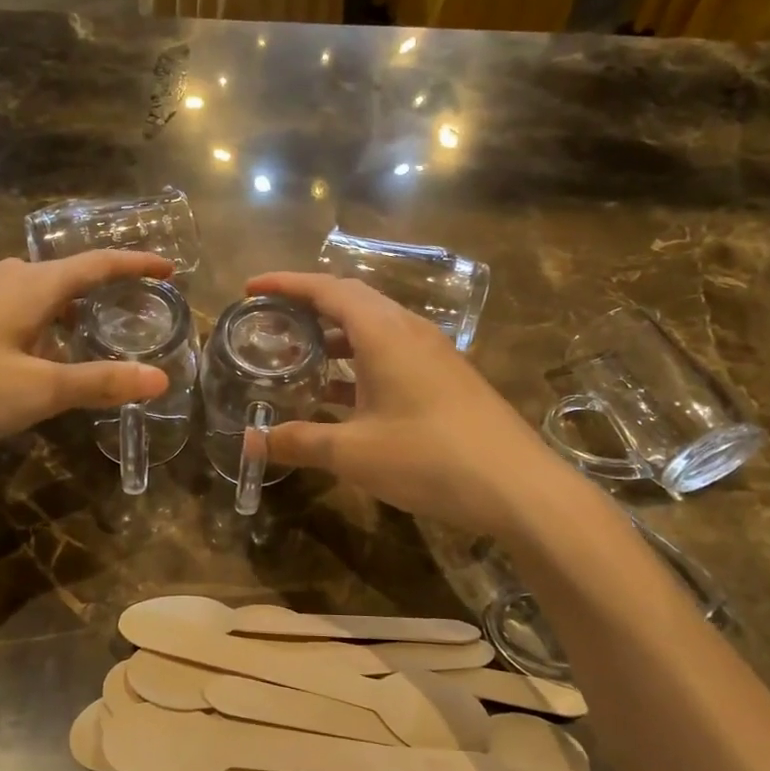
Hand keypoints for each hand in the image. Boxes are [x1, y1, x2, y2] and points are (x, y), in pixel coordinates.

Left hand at [0, 251, 173, 460]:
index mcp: (32, 286)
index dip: (137, 264)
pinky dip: (34, 328)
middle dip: (102, 293)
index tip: (169, 268)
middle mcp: (2, 279)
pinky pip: (6, 313)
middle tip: (131, 316)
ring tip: (85, 342)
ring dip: (65, 314)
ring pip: (33, 297)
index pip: (98, 264)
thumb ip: (98, 382)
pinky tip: (24, 361)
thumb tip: (160, 379)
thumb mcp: (35, 391)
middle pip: (65, 277)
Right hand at [245, 271, 579, 536]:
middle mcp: (410, 331)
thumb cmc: (429, 457)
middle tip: (272, 319)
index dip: (286, 284)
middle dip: (309, 305)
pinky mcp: (447, 379)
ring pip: (375, 329)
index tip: (251, 287)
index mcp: (384, 333)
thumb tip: (251, 442)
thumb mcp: (354, 453)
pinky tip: (343, 396)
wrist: (518, 486)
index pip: (328, 289)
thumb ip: (300, 442)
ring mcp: (434, 354)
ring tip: (300, 356)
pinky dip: (360, 362)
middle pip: (352, 301)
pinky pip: (393, 354)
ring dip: (336, 337)